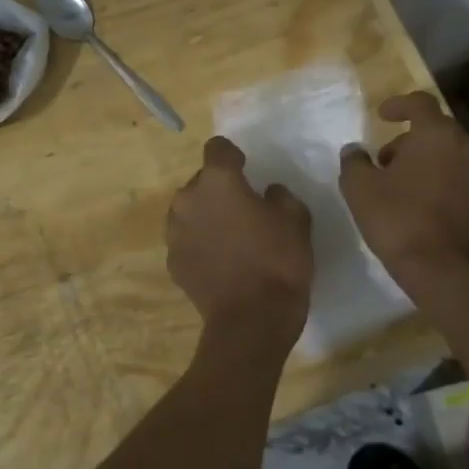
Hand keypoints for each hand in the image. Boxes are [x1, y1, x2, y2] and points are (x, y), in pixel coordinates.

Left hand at [167, 136, 313, 356]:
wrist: (251, 320)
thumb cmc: (277, 261)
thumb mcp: (296, 219)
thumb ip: (280, 196)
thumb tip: (267, 193)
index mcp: (217, 180)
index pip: (217, 148)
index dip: (233, 156)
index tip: (247, 170)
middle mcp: (187, 199)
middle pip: (201, 181)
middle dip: (219, 190)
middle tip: (243, 210)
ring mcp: (175, 232)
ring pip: (190, 211)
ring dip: (206, 216)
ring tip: (230, 238)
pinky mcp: (172, 261)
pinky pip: (187, 240)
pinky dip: (200, 244)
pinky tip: (220, 262)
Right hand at [339, 91, 468, 288]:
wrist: (445, 271)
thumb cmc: (398, 220)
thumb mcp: (360, 188)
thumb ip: (354, 162)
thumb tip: (354, 151)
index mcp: (437, 135)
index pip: (421, 103)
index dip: (399, 104)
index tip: (381, 116)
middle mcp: (466, 148)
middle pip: (436, 130)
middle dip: (409, 139)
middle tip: (384, 160)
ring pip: (450, 155)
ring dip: (425, 161)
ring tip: (400, 186)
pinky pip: (460, 179)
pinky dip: (440, 182)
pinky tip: (421, 206)